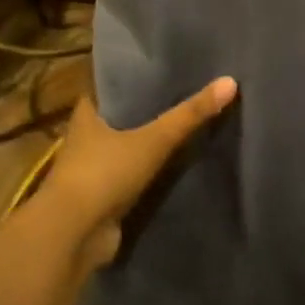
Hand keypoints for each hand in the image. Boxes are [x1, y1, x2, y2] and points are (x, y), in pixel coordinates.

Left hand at [40, 76, 238, 262]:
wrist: (73, 235)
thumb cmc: (104, 173)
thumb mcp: (154, 139)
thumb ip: (190, 114)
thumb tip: (231, 81)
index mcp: (88, 116)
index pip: (111, 87)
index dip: (135, 78)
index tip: (164, 69)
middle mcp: (86, 139)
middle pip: (122, 117)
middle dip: (149, 110)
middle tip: (186, 95)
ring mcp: (94, 171)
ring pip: (128, 148)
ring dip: (151, 143)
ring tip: (189, 126)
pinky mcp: (104, 198)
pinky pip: (134, 177)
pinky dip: (152, 173)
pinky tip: (180, 165)